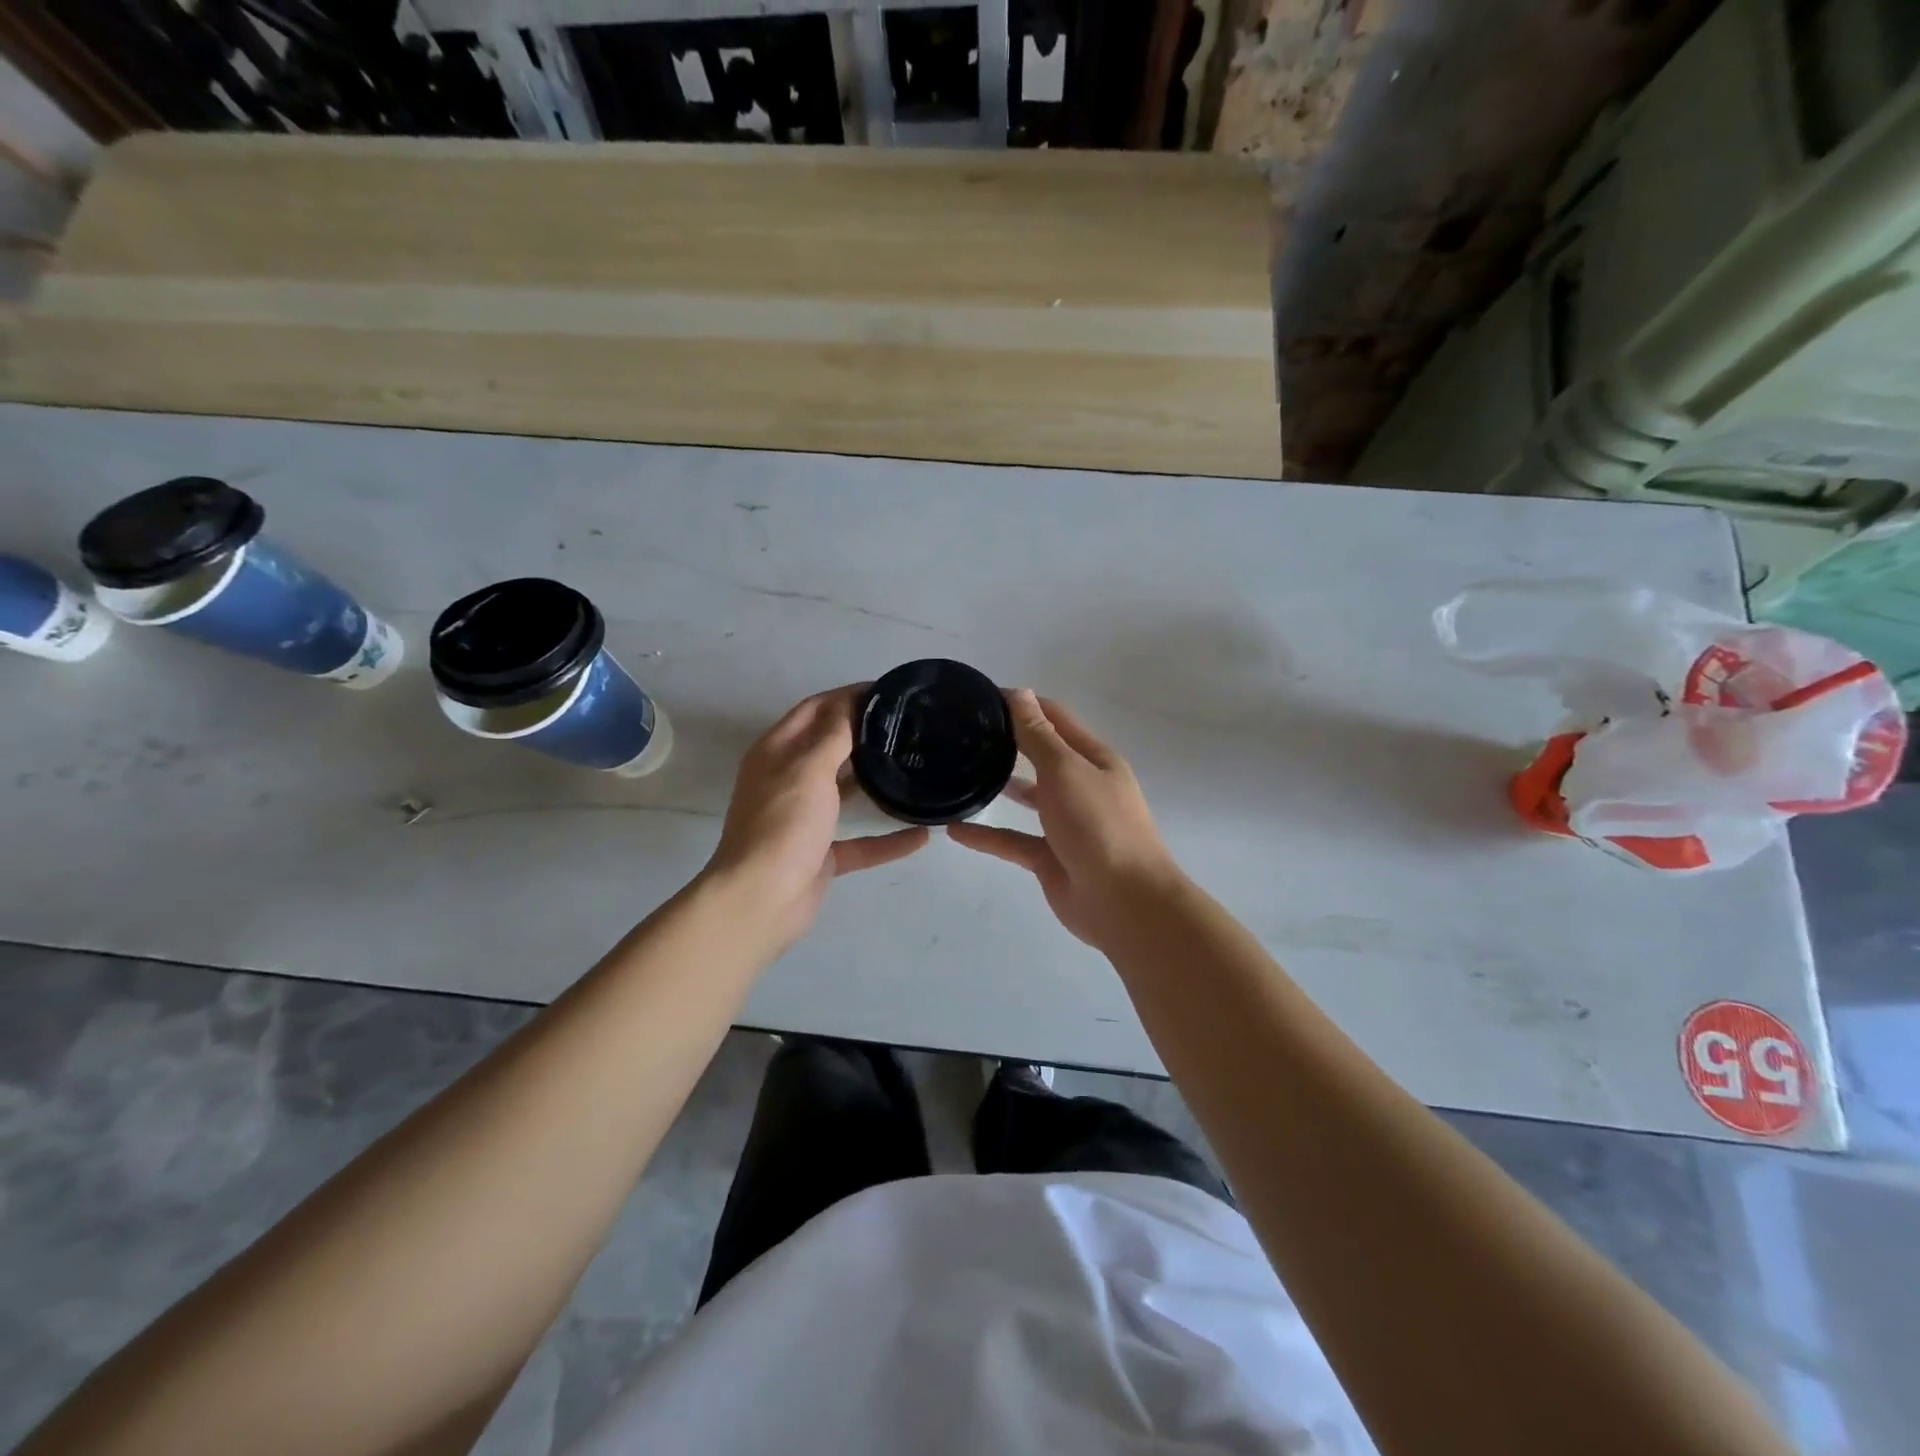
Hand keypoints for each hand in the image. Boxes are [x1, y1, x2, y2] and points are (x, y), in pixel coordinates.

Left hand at [703, 686, 928, 948]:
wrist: (761, 900)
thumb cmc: (783, 825)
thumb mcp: (809, 768)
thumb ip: (834, 734)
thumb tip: (854, 702)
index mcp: (777, 752)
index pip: (815, 709)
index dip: (848, 696)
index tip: (889, 692)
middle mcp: (788, 780)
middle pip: (830, 747)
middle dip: (865, 734)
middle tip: (909, 727)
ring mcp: (804, 819)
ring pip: (845, 792)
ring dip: (875, 782)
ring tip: (915, 767)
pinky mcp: (820, 854)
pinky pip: (860, 842)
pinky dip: (887, 839)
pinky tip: (922, 835)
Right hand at [949, 691, 1181, 949]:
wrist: (1124, 902)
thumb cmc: (1099, 825)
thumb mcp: (1066, 771)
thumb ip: (1038, 736)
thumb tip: (1020, 693)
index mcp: (1093, 759)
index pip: (1055, 719)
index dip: (1023, 704)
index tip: (982, 697)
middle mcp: (1081, 787)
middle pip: (1041, 756)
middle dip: (1009, 742)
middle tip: (963, 733)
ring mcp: (1066, 825)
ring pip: (1028, 798)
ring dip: (1000, 785)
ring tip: (959, 772)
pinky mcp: (1049, 858)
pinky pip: (1012, 840)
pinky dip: (986, 836)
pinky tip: (954, 830)